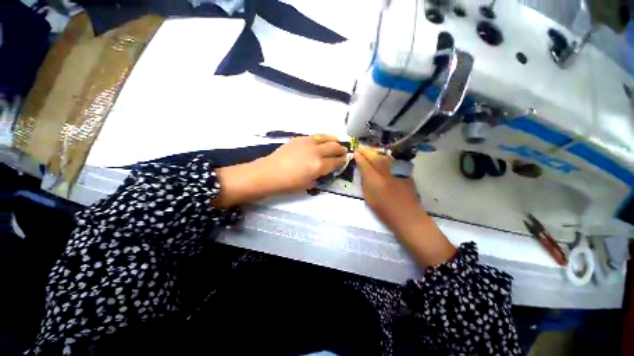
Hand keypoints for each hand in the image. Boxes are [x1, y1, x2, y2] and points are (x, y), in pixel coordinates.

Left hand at [214, 135, 346, 207]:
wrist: (268, 173)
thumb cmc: (288, 184)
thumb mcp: (308, 185)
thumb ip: (320, 176)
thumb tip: (326, 170)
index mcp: (318, 166)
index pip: (335, 162)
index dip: (342, 161)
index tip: (345, 160)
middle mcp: (316, 152)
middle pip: (334, 148)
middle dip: (341, 150)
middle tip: (344, 151)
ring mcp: (307, 143)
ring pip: (326, 138)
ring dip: (334, 140)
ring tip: (337, 142)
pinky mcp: (299, 139)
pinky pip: (315, 136)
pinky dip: (323, 137)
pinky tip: (323, 139)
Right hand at [354, 148, 421, 231]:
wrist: (408, 216)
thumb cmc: (385, 212)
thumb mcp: (368, 198)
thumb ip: (365, 183)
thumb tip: (363, 172)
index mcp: (375, 181)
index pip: (365, 164)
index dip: (359, 157)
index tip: (355, 153)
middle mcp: (386, 173)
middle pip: (375, 157)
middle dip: (366, 151)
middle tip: (360, 148)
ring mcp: (396, 172)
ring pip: (384, 157)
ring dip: (375, 152)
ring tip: (369, 151)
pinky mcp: (405, 173)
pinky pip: (392, 161)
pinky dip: (384, 158)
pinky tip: (381, 158)